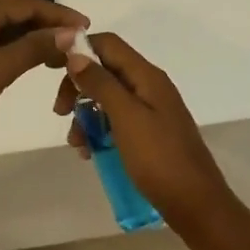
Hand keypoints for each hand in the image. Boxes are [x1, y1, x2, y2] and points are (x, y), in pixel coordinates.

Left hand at [0, 0, 86, 144]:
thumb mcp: (0, 69)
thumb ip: (35, 48)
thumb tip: (69, 33)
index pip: (29, 2)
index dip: (59, 14)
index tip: (85, 26)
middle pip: (14, 4)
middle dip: (43, 19)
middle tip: (67, 40)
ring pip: (0, 18)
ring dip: (26, 30)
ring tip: (49, 53)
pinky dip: (8, 39)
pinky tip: (17, 58)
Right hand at [51, 32, 237, 232]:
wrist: (196, 205)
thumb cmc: (159, 158)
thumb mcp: (126, 117)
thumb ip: (101, 83)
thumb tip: (75, 53)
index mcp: (147, 76)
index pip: (108, 44)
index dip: (79, 49)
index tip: (52, 69)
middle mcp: (149, 86)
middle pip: (105, 70)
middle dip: (78, 86)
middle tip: (60, 112)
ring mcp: (151, 111)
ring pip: (108, 98)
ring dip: (86, 114)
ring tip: (77, 143)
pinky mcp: (149, 134)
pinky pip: (116, 121)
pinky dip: (99, 131)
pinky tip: (90, 153)